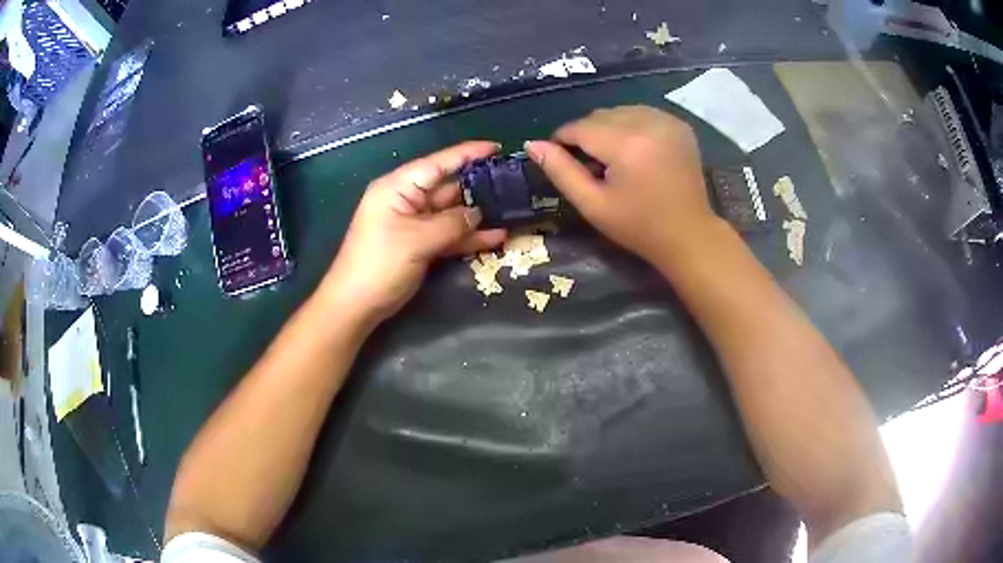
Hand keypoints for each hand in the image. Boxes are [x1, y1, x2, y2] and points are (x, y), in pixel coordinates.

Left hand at [318, 141, 506, 325]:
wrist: (356, 305)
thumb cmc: (379, 264)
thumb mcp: (416, 240)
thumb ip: (451, 223)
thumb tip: (477, 213)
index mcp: (399, 188)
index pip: (438, 163)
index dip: (467, 154)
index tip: (496, 147)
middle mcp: (407, 200)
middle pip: (448, 187)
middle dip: (478, 186)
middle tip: (513, 185)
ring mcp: (414, 224)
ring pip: (451, 213)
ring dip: (478, 215)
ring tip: (513, 211)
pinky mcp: (419, 245)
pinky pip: (448, 235)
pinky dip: (469, 237)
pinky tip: (496, 237)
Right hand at [525, 106, 718, 263]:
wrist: (689, 234)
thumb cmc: (638, 226)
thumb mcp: (593, 204)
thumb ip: (561, 172)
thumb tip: (532, 145)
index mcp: (625, 144)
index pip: (579, 127)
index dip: (563, 140)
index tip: (560, 158)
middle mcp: (647, 123)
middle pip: (599, 116)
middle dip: (587, 135)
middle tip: (591, 165)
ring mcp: (667, 121)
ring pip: (619, 111)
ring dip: (608, 128)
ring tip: (614, 158)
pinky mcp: (678, 124)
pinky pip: (641, 114)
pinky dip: (631, 126)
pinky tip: (634, 150)